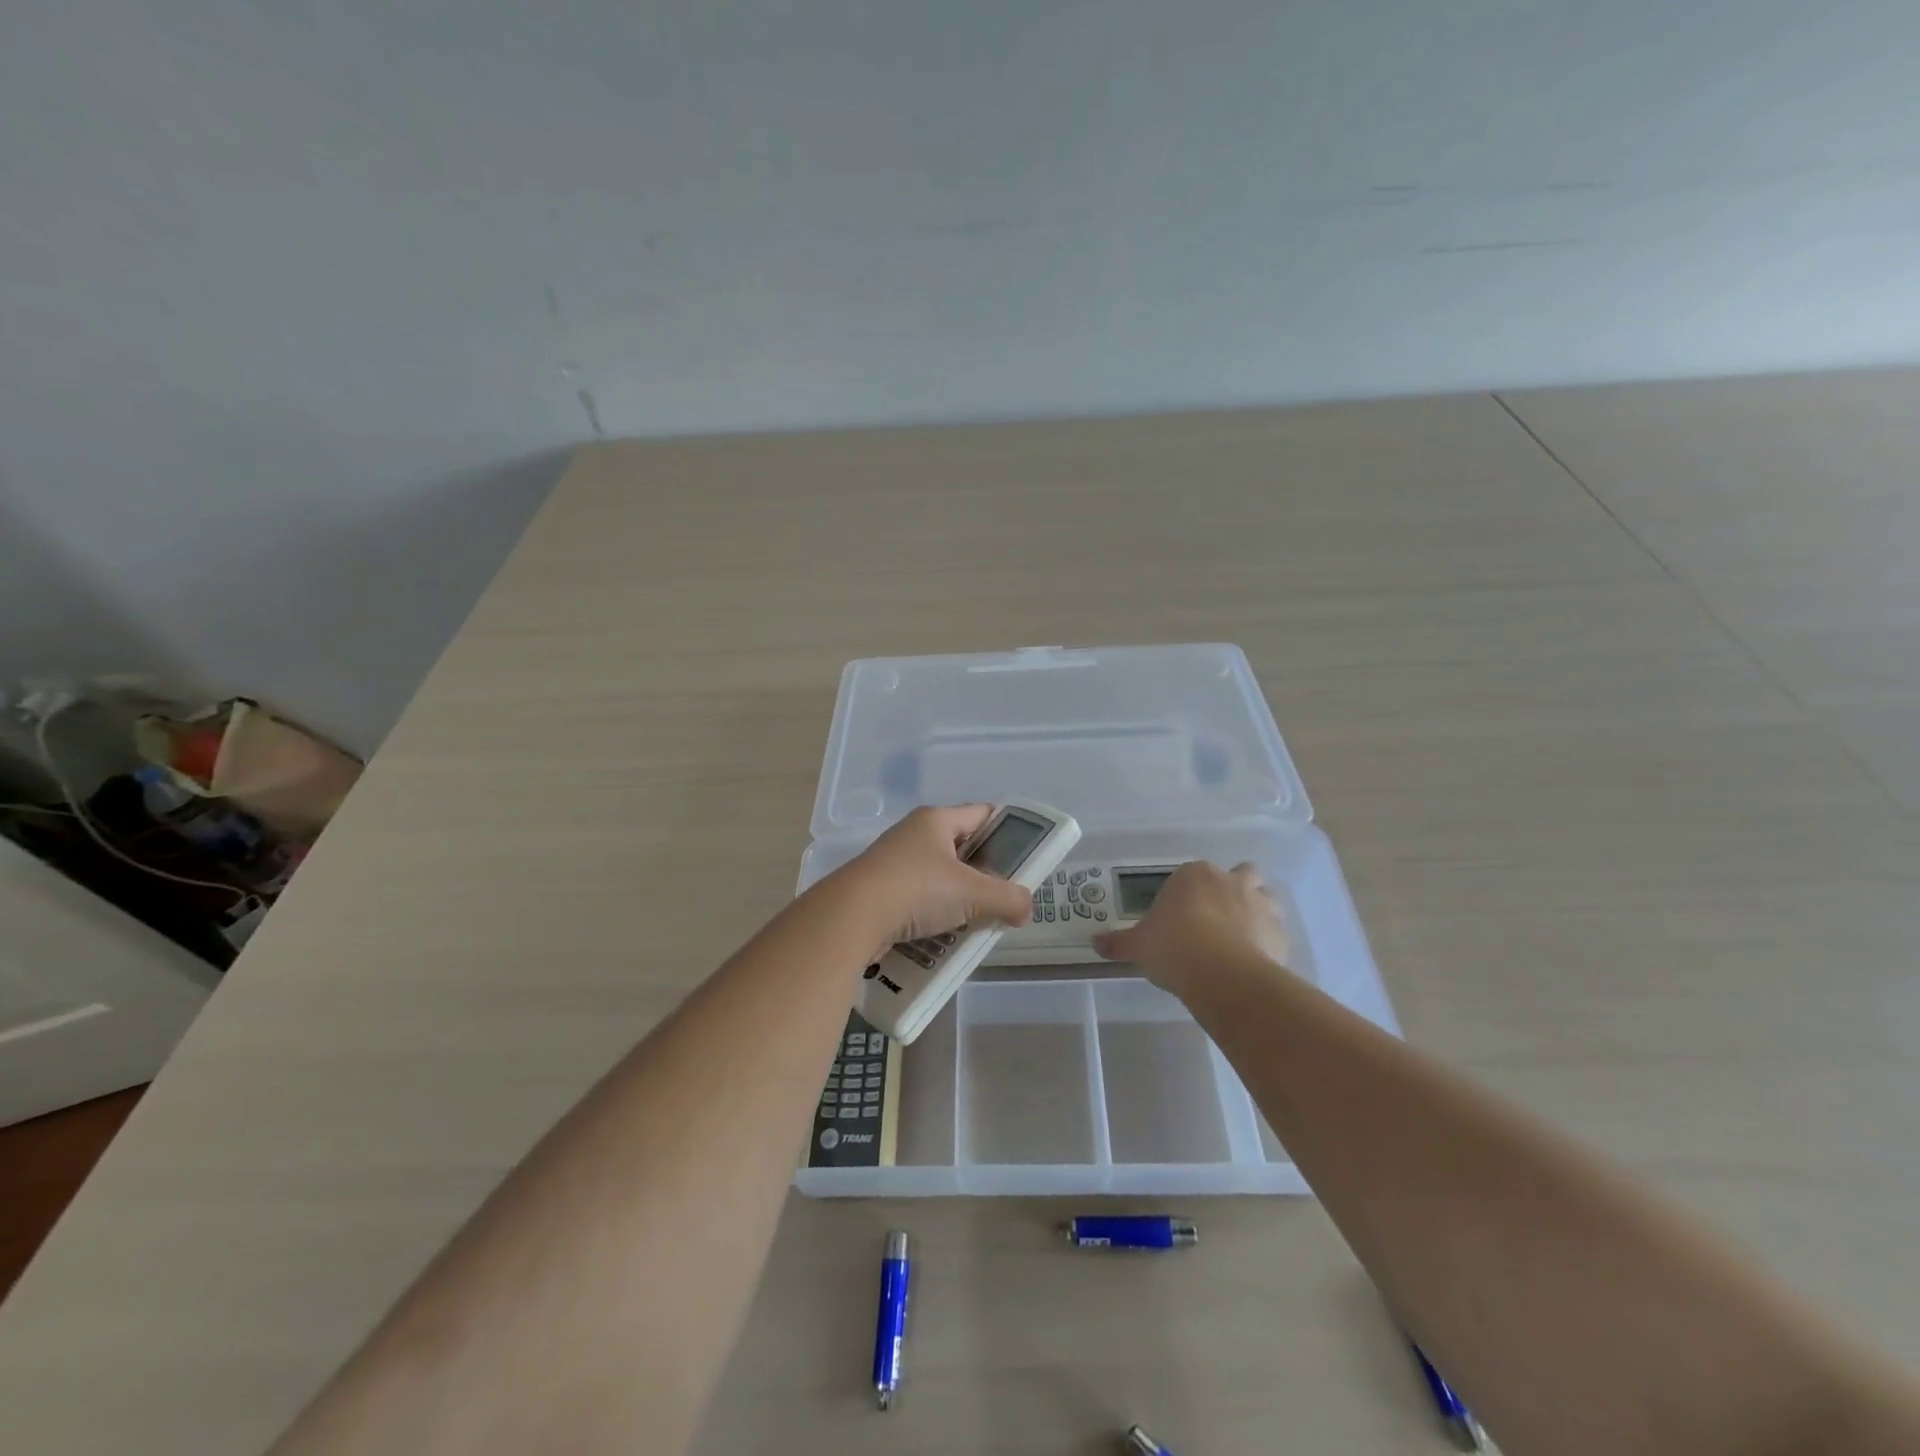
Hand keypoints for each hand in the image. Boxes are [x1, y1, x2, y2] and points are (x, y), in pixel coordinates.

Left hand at [835, 805, 1034, 949]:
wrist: (851, 918)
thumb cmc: (916, 889)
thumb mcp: (972, 892)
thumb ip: (1007, 898)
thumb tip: (1025, 909)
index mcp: (935, 820)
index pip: (981, 814)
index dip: (1006, 831)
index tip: (1024, 856)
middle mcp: (913, 835)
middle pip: (961, 849)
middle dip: (983, 874)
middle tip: (1004, 896)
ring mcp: (893, 863)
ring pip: (939, 878)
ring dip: (958, 899)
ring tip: (978, 921)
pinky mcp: (879, 892)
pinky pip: (918, 901)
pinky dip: (934, 916)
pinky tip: (946, 935)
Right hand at [1093, 861, 1290, 994]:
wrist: (1222, 974)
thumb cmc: (1173, 947)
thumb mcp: (1138, 945)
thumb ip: (1119, 942)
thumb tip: (1096, 943)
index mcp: (1194, 874)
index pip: (1191, 875)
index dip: (1186, 895)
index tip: (1179, 918)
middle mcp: (1231, 880)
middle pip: (1239, 873)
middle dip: (1232, 890)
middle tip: (1216, 920)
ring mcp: (1261, 903)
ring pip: (1265, 896)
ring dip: (1256, 910)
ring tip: (1239, 939)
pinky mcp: (1281, 932)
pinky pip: (1276, 930)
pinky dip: (1268, 940)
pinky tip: (1254, 961)